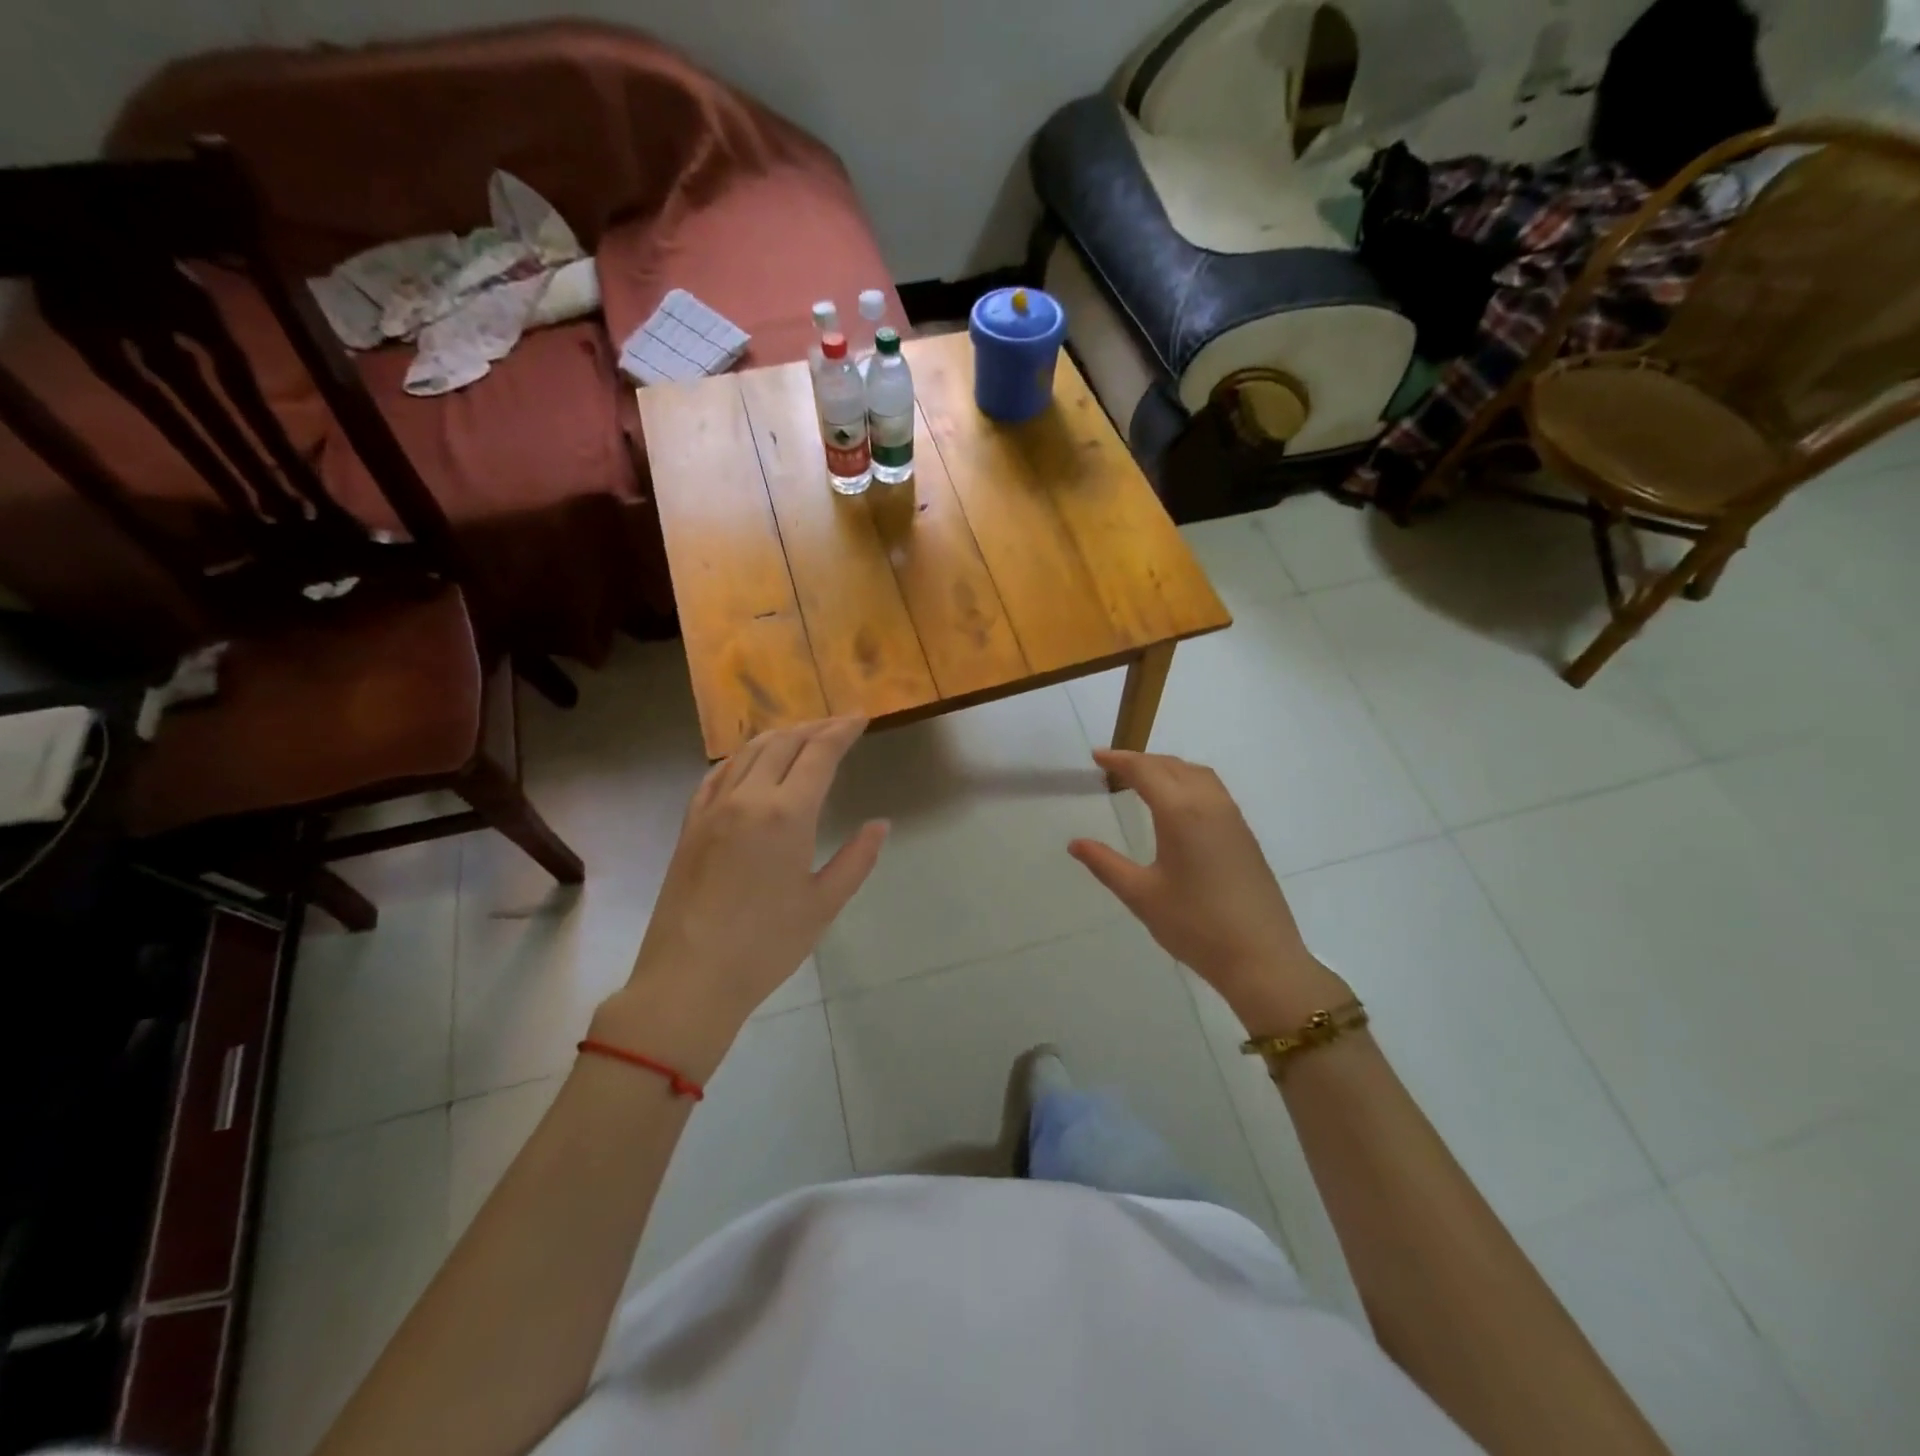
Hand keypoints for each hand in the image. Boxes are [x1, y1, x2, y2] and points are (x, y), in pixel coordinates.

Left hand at [594, 717, 887, 1073]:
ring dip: (779, 735)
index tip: (861, 717)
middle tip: (838, 724)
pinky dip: (741, 757)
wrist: (689, 978)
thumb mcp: (824, 905)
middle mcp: (747, 798)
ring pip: (748, 752)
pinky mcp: (690, 825)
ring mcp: (713, 808)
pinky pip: (717, 774)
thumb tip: (879, 825)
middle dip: (815, 727)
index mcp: (786, 814)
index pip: (819, 754)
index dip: (842, 731)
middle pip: (783, 743)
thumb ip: (856, 859)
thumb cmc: (766, 946)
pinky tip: (749, 762)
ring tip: (801, 734)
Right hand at [1068, 749, 1349, 1030]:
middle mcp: (1210, 805)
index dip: (1119, 760)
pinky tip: (1177, 806)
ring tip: (1143, 780)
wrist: (1261, 958)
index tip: (1096, 757)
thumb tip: (1076, 844)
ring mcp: (1233, 818)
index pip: (1146, 771)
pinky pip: (1213, 791)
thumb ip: (1106, 864)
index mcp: (1181, 813)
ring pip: (1197, 774)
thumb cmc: (1195, 926)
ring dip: (1168, 768)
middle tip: (1114, 768)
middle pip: (1173, 766)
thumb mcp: (1141, 895)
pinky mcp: (1244, 835)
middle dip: (1142, 761)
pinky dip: (1188, 782)